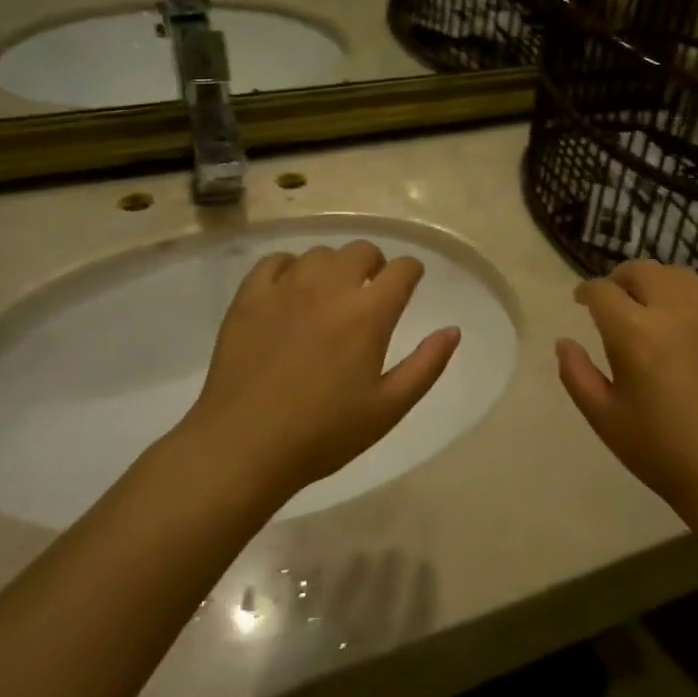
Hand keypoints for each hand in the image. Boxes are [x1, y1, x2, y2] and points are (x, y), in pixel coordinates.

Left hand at [178, 241, 460, 501]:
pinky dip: (290, 268)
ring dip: (334, 267)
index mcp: (369, 313)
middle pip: (362, 250)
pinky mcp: (250, 297)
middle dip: (375, 265)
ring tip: (330, 295)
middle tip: (370, 293)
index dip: (412, 273)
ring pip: (320, 254)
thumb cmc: (324, 433)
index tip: (410, 284)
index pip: (402, 269)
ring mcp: (286, 288)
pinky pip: (275, 261)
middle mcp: (330, 287)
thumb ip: (427, 365)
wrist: (244, 445)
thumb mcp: (388, 408)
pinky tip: (290, 292)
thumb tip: (453, 330)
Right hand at [557, 262, 697, 516]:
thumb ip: (576, 374)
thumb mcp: (604, 418)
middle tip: (615, 301)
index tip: (582, 302)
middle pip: (641, 271)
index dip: (586, 292)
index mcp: (634, 333)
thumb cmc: (661, 451)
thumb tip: (564, 342)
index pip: (602, 291)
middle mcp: (674, 311)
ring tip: (654, 303)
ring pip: (680, 274)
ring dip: (659, 282)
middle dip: (620, 280)